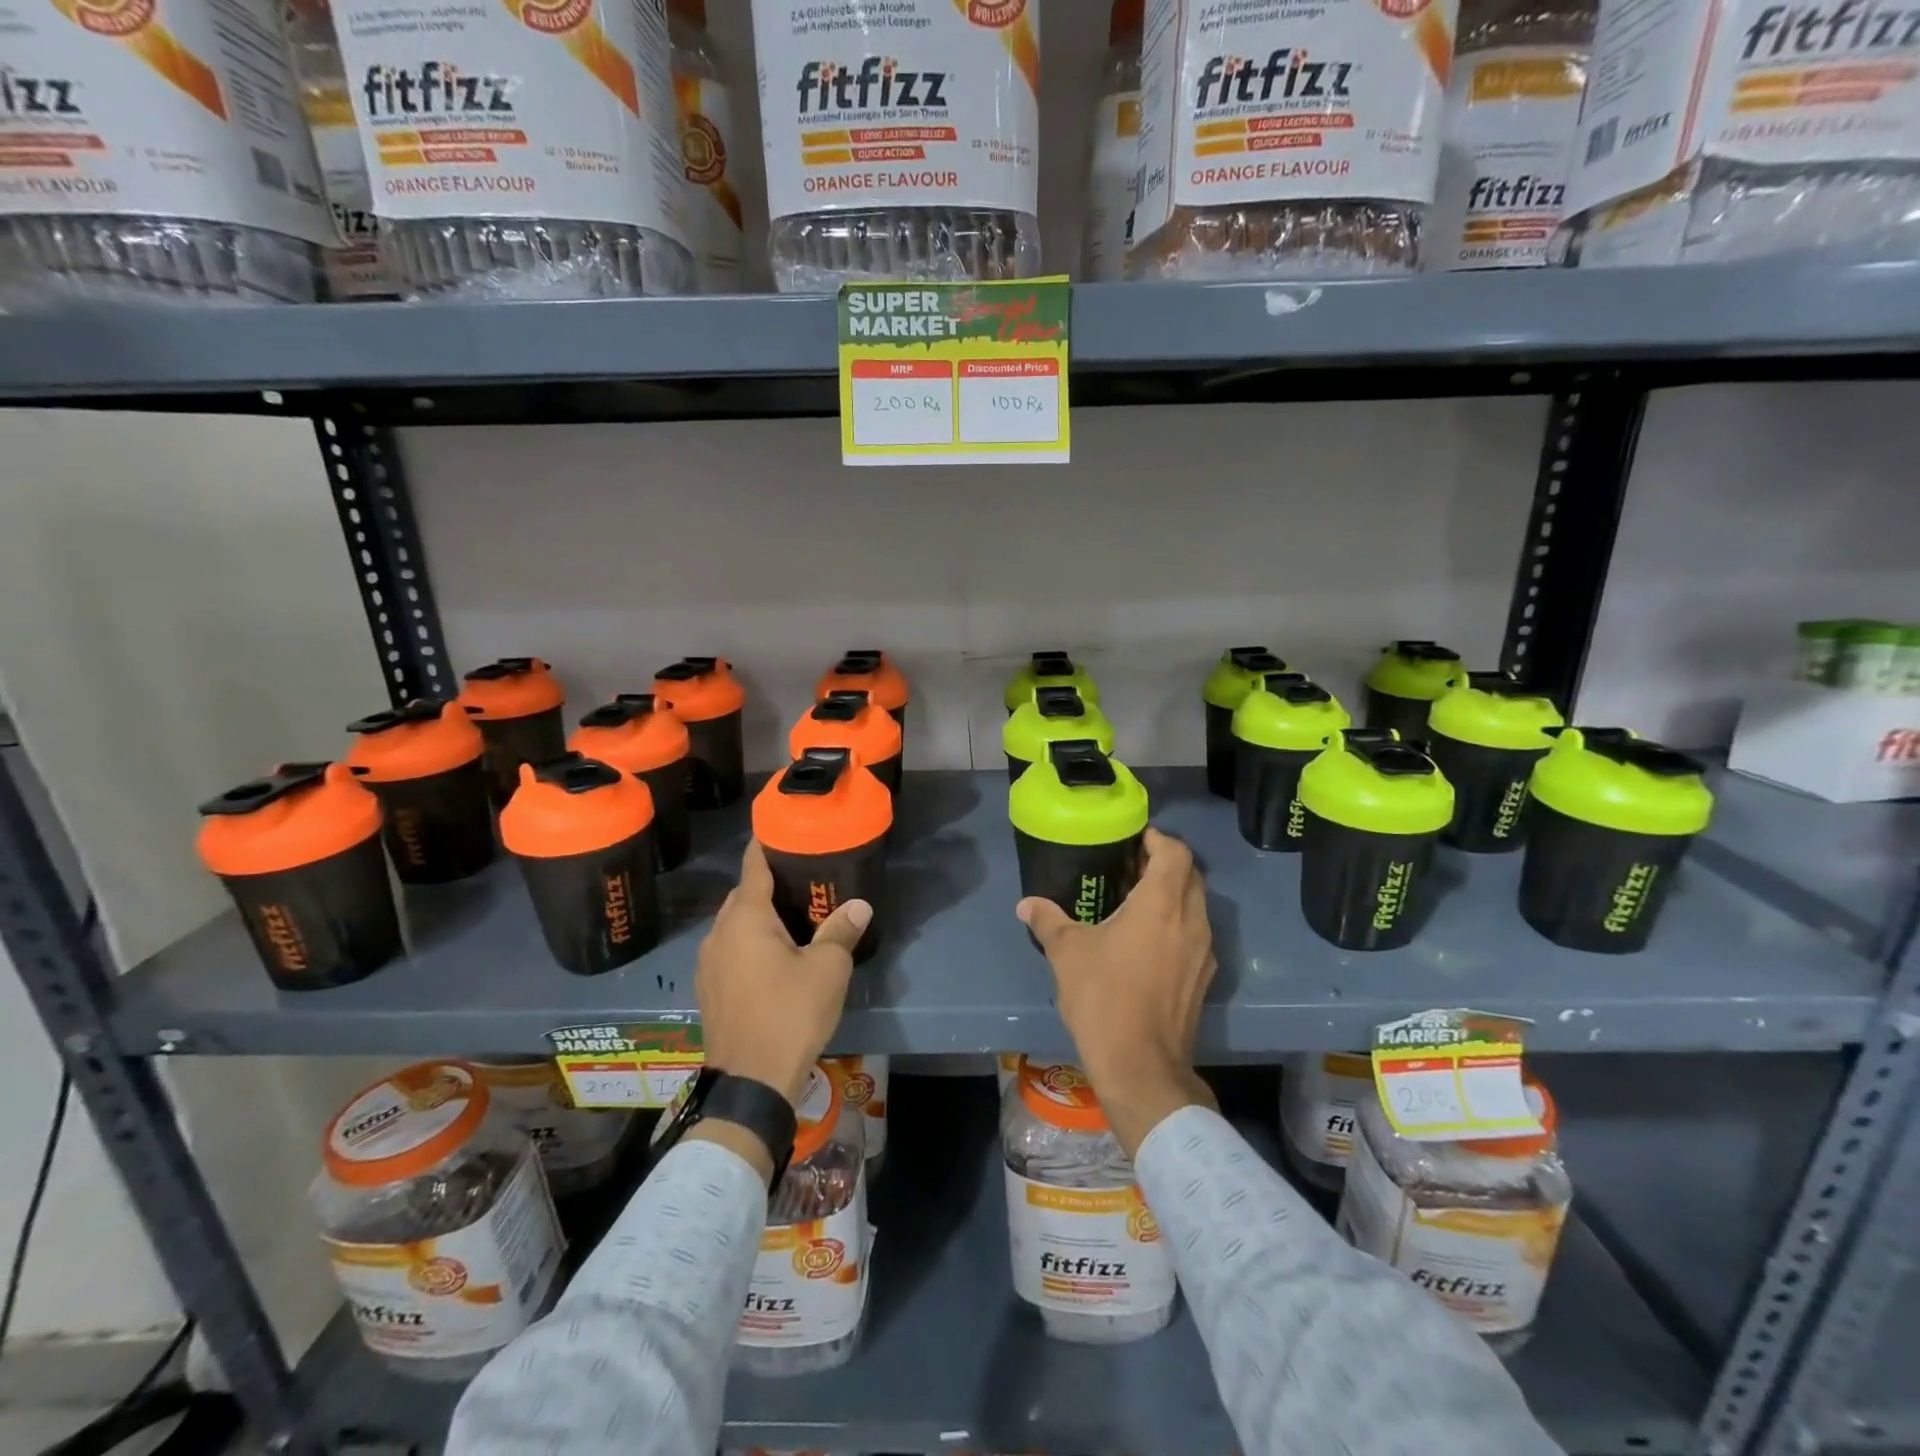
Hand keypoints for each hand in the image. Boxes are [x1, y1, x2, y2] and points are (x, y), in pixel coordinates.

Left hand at [696, 839, 869, 1109]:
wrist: (750, 1083)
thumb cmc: (790, 1014)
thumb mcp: (827, 969)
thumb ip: (841, 931)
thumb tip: (859, 905)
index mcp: (746, 918)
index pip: (753, 866)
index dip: (765, 844)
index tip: (780, 829)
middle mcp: (720, 933)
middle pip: (742, 895)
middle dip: (767, 883)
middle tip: (801, 879)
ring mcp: (709, 963)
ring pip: (733, 924)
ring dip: (756, 916)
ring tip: (791, 917)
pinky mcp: (708, 989)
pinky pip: (729, 950)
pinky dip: (748, 942)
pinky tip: (772, 956)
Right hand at [1017, 827, 1217, 1155]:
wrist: (1141, 1067)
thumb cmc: (1104, 998)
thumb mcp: (1067, 953)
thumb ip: (1048, 921)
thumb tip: (1026, 903)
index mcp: (1162, 904)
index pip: (1176, 852)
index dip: (1158, 839)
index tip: (1134, 839)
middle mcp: (1191, 921)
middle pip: (1191, 875)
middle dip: (1165, 864)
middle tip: (1130, 867)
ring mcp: (1203, 952)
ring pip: (1196, 906)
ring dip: (1173, 895)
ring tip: (1135, 901)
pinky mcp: (1203, 978)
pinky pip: (1195, 935)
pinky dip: (1177, 924)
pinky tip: (1147, 941)